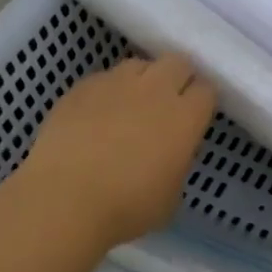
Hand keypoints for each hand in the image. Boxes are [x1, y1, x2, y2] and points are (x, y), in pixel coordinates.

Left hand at [18, 53, 216, 247]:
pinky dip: (107, 92)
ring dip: (142, 80)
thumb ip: (176, 163)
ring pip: (139, 65)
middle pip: (177, 63)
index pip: (206, 91)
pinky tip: (96, 117)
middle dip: (177, 79)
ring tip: (130, 107)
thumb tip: (168, 153)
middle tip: (167, 106)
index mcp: (184, 118)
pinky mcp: (81, 87)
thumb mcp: (170, 196)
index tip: (194, 119)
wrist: (65, 199)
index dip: (201, 103)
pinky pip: (103, 79)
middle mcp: (154, 90)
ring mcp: (115, 84)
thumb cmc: (126, 208)